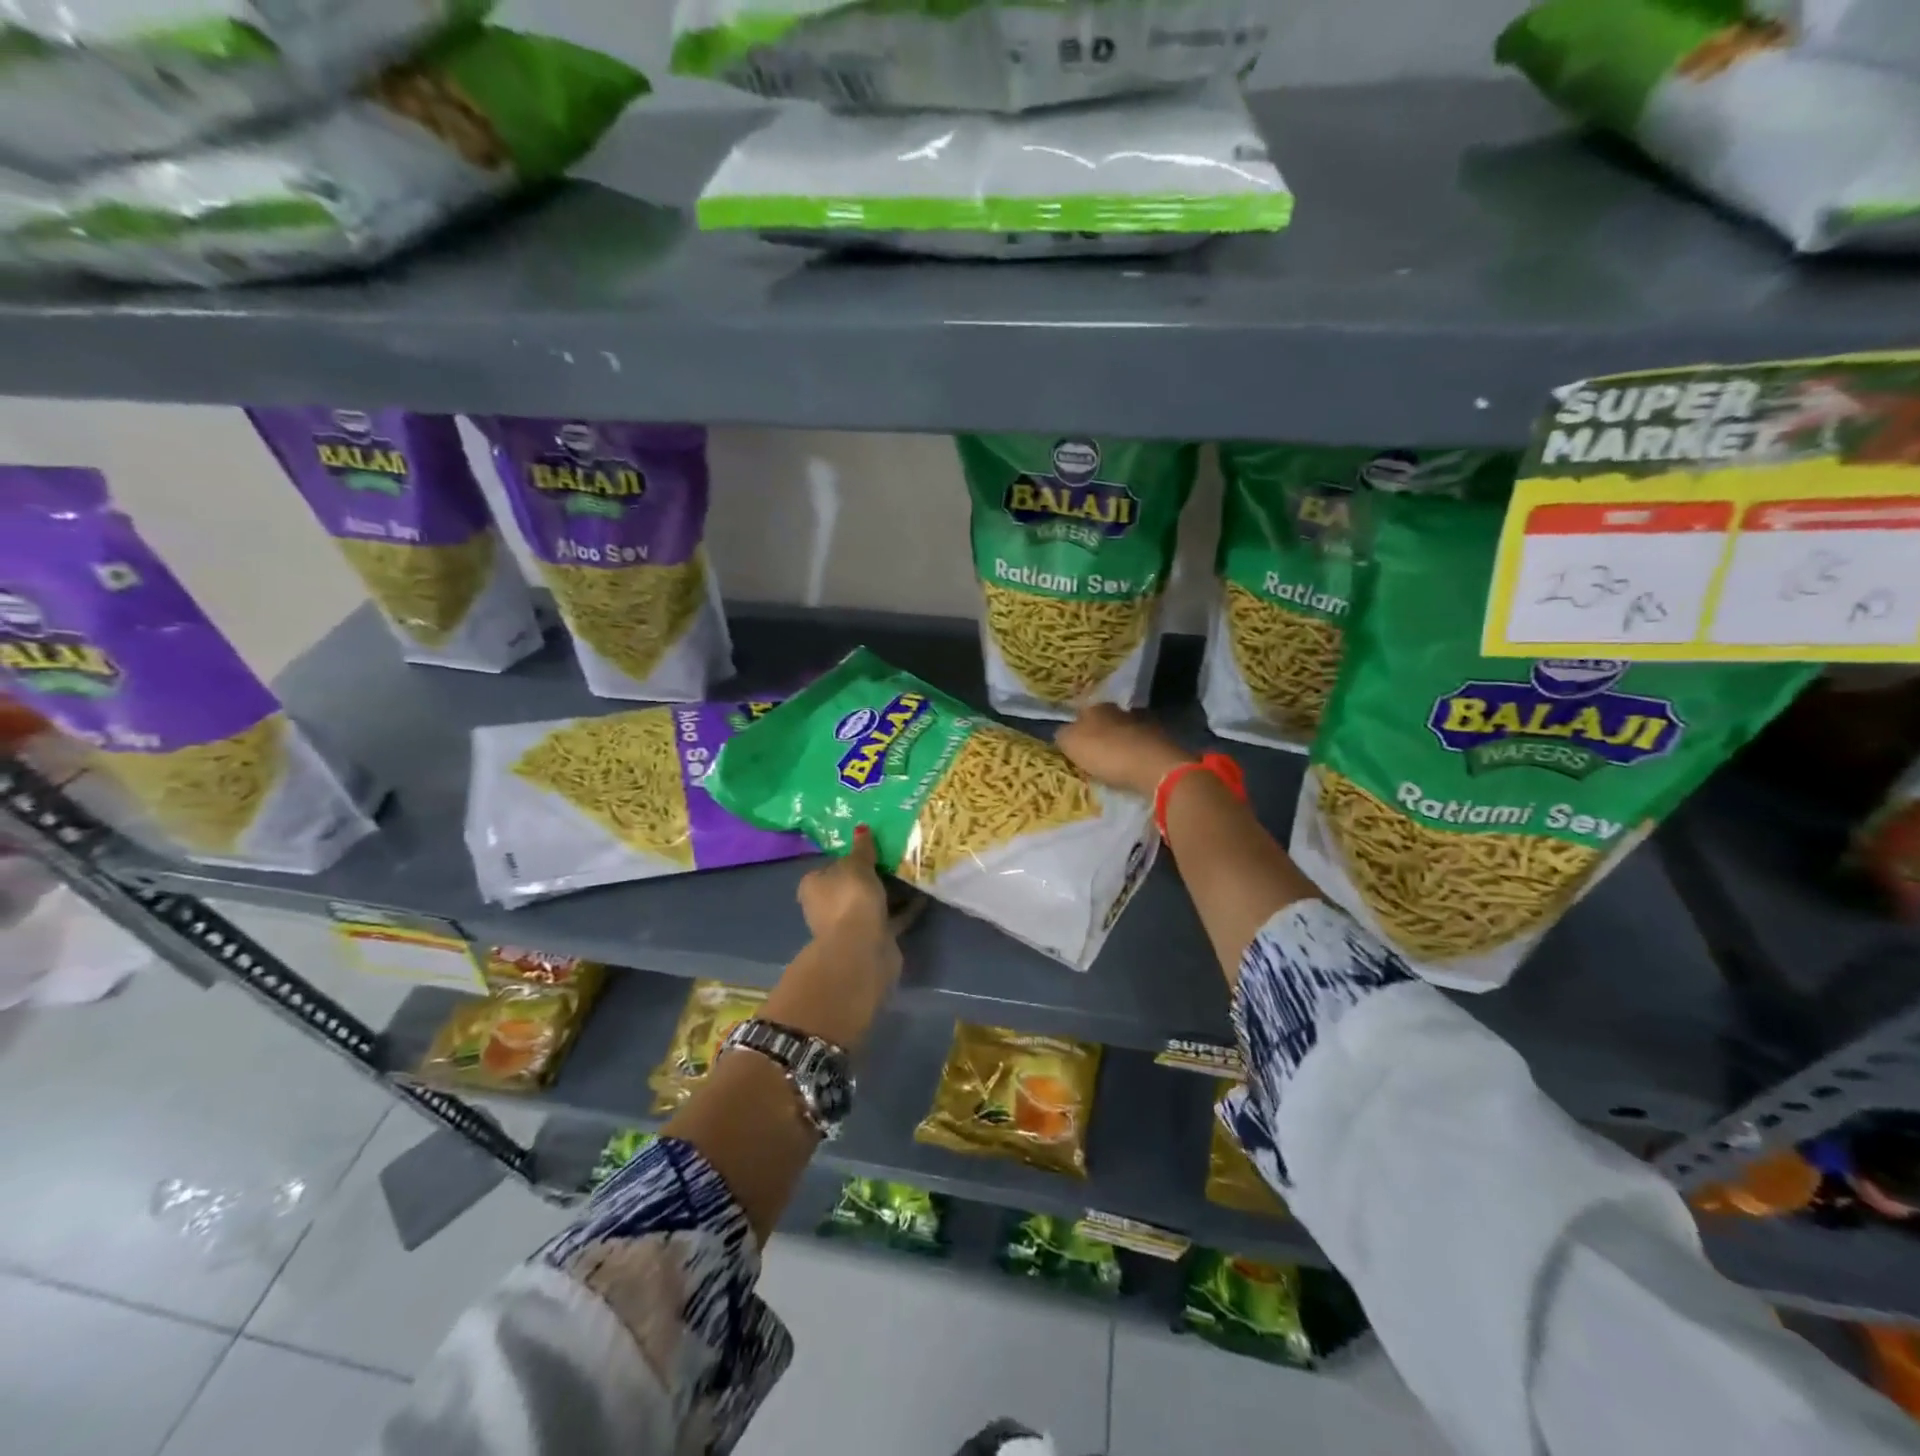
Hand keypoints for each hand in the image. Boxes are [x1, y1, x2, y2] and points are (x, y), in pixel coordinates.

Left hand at [773, 826, 901, 1051]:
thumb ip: (862, 848)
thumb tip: (861, 829)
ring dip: (889, 893)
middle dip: (871, 876)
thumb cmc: (851, 898)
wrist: (862, 949)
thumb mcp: (857, 865)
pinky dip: (903, 909)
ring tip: (913, 874)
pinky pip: (889, 918)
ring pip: (870, 904)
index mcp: (814, 886)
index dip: (849, 857)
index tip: (872, 848)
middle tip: (896, 858)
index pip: (830, 866)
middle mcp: (826, 907)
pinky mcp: (870, 939)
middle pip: (851, 886)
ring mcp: (848, 926)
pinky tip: (922, 897)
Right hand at [1056, 704, 1194, 798]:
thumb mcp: (1071, 743)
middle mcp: (1122, 711)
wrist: (1155, 768)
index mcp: (1098, 707)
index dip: (1077, 724)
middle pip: (1106, 721)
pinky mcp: (1162, 744)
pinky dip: (1135, 757)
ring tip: (1111, 765)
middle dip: (1100, 734)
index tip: (1073, 740)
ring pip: (1126, 733)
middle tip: (1091, 753)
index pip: (1083, 710)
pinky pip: (1141, 748)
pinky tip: (1130, 769)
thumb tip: (1063, 732)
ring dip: (1119, 745)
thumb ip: (1063, 735)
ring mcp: (1145, 725)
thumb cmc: (1108, 753)